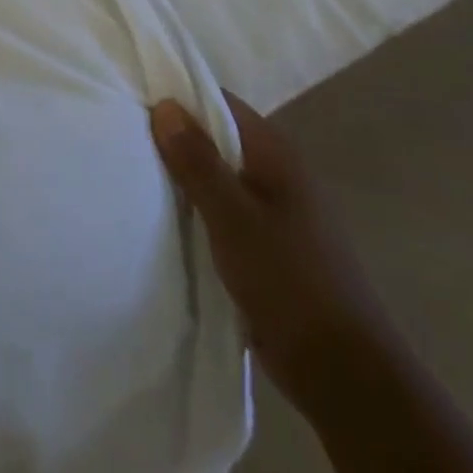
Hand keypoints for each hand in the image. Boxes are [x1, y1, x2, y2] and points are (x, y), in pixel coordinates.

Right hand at [150, 93, 395, 416]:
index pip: (218, 101)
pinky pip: (224, 208)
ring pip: (218, 174)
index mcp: (274, 150)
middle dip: (175, 138)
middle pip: (216, 136)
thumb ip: (198, 160)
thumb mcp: (233, 217)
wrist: (346, 376)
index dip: (177, 96)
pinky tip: (168, 218)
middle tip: (126, 139)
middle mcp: (276, 169)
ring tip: (136, 174)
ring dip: (185, 176)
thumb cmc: (289, 282)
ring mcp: (275, 208)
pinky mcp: (269, 243)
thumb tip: (165, 104)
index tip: (133, 101)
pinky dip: (198, 208)